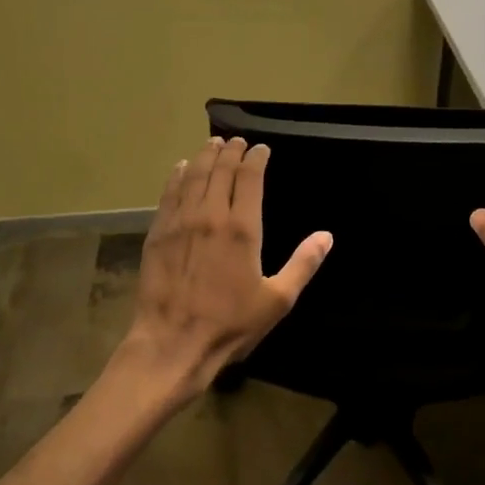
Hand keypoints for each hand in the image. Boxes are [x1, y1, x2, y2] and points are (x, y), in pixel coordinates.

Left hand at [118, 137, 332, 401]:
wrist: (173, 343)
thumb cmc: (230, 324)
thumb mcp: (277, 300)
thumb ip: (303, 264)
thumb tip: (326, 236)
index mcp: (242, 228)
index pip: (250, 177)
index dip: (256, 158)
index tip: (261, 149)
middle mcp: (210, 215)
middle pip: (220, 170)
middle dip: (231, 152)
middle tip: (237, 142)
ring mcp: (180, 222)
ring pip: (193, 176)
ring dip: (204, 157)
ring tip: (212, 145)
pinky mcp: (158, 234)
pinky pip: (168, 195)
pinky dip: (177, 177)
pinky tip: (180, 169)